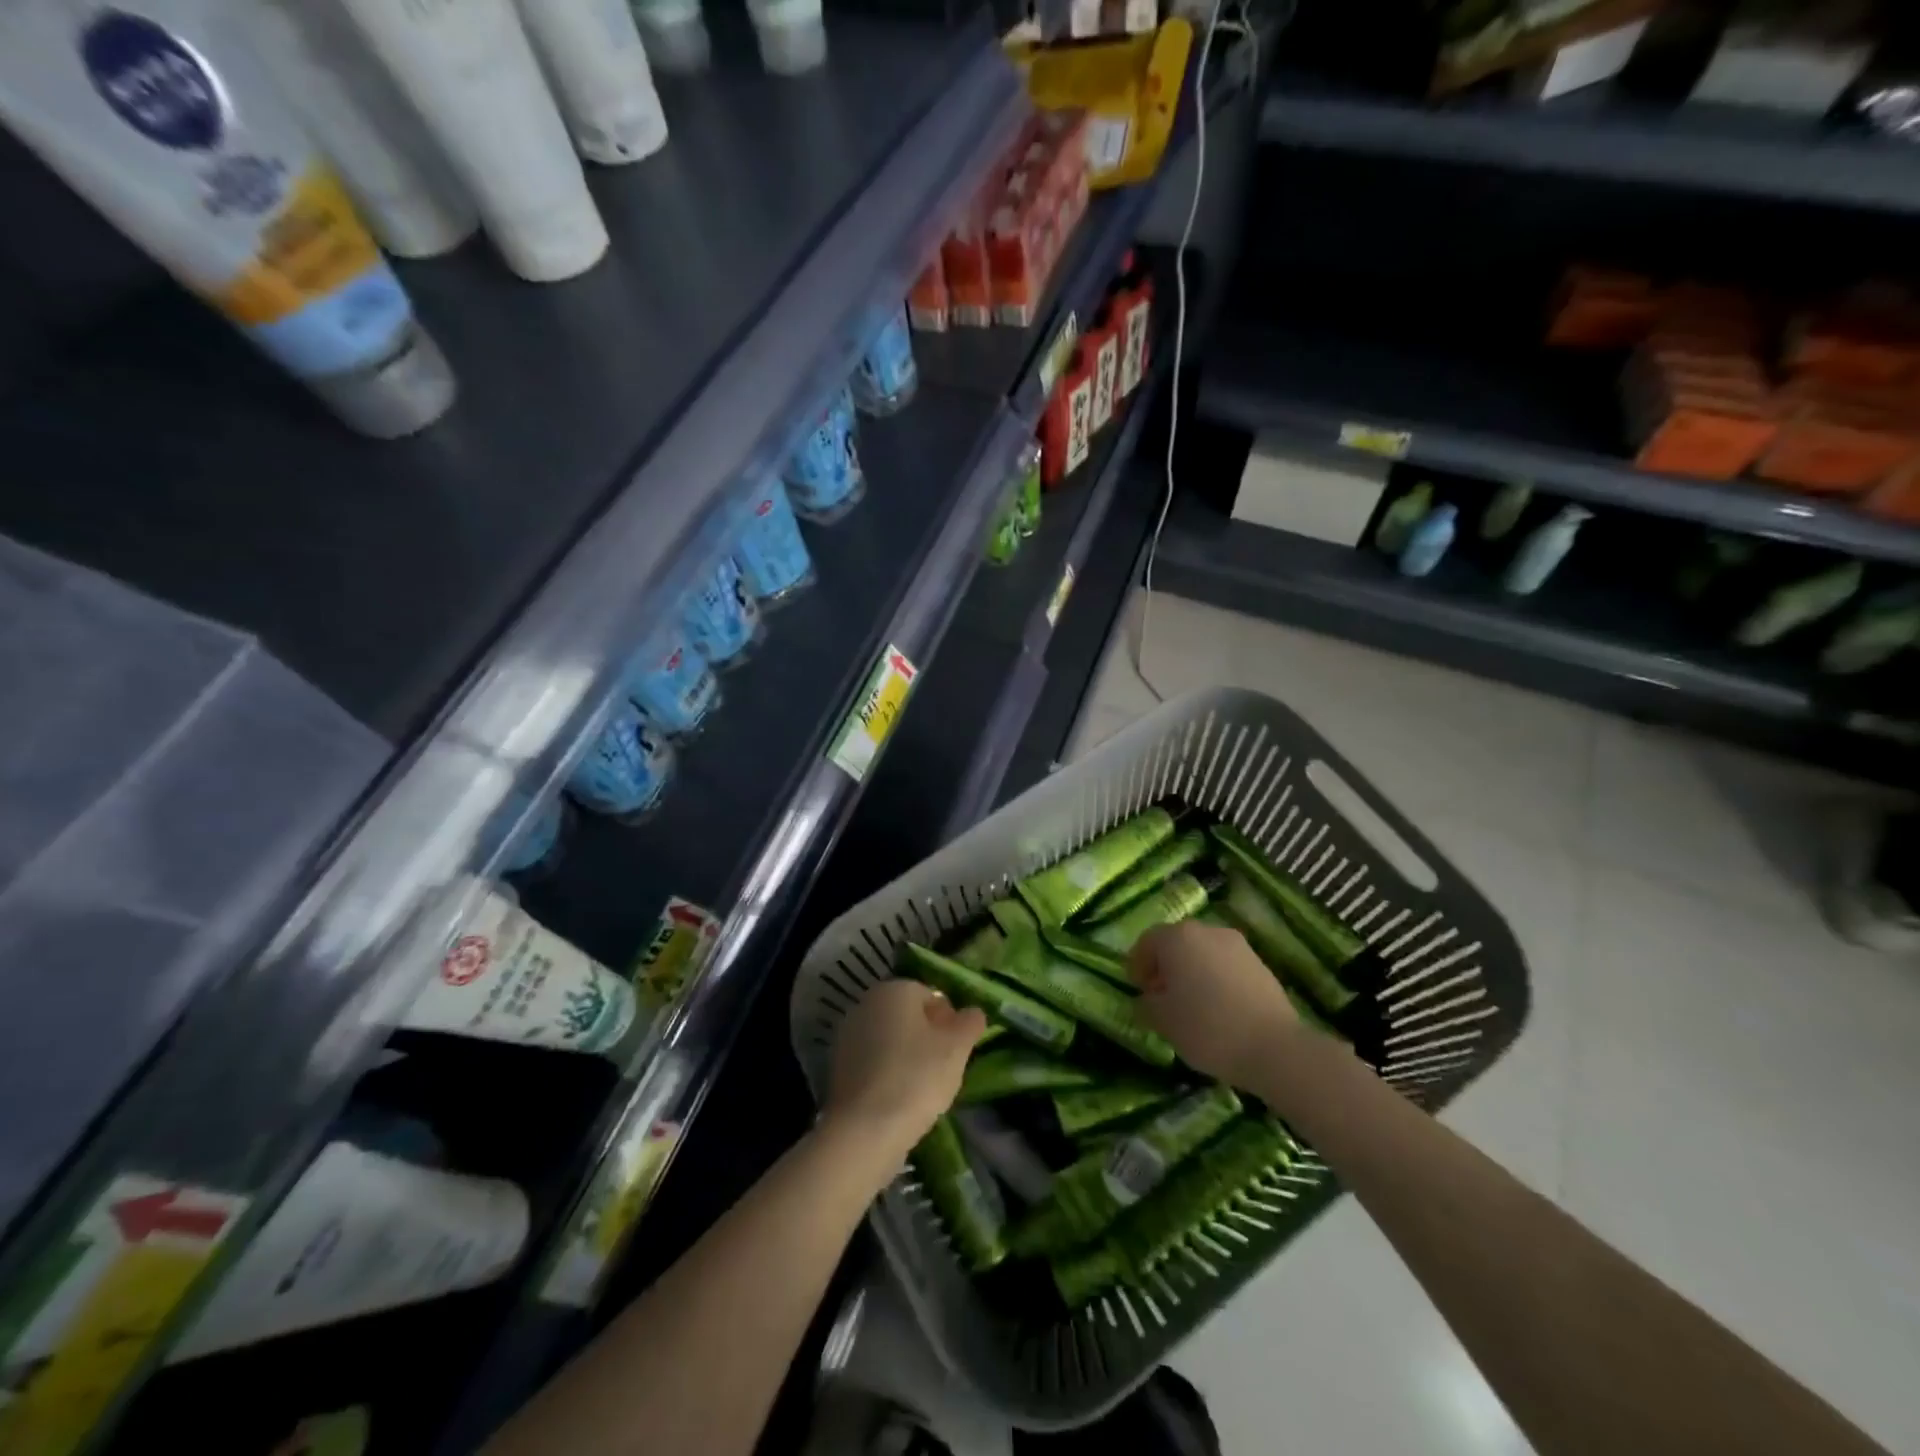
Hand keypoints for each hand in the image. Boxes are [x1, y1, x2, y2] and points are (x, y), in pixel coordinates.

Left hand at [824, 978, 984, 1156]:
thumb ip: (970, 1023)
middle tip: (943, 1069)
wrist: (864, 1130)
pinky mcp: (837, 1068)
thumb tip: (972, 1012)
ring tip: (923, 1090)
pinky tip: (898, 1101)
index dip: (949, 1022)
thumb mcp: (957, 1048)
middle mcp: (865, 1003)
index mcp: (894, 989)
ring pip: (890, 1041)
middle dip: (927, 1038)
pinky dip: (887, 1076)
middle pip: (907, 1017)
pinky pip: (873, 1064)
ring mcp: (847, 1036)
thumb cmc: (917, 1077)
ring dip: (907, 1057)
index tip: (957, 1050)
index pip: (931, 996)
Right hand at [1130, 920, 1303, 1090]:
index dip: (1138, 965)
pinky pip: (1226, 966)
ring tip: (1192, 1005)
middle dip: (1166, 966)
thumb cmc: (1207, 1027)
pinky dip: (1216, 979)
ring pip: (1203, 953)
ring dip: (1192, 972)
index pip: (1147, 942)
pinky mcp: (1260, 964)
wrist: (1274, 1047)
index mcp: (1177, 938)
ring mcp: (1237, 946)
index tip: (1138, 990)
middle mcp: (1207, 931)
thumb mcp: (1162, 1021)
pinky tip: (1219, 1009)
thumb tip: (1148, 1000)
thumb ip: (1147, 1005)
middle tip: (1162, 996)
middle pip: (1177, 943)